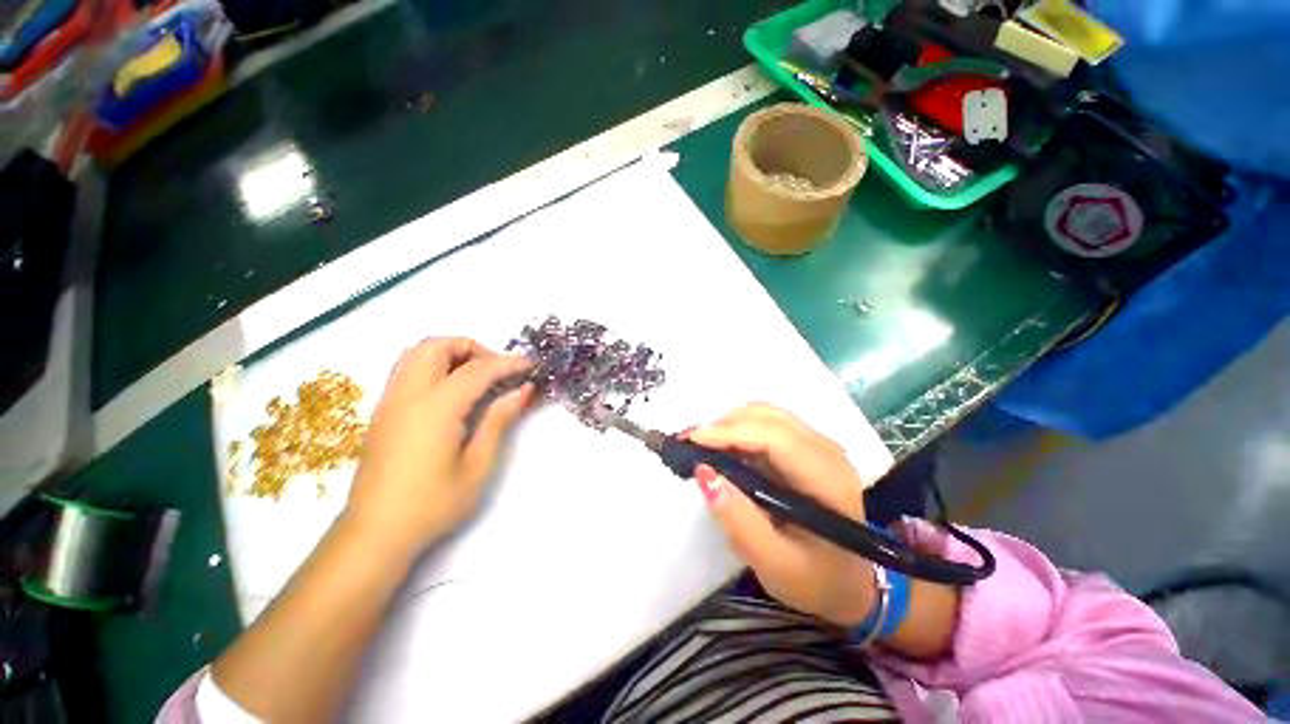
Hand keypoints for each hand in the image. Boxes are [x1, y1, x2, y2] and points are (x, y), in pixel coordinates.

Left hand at [343, 338, 533, 555]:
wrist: (375, 534)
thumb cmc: (433, 505)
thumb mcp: (478, 465)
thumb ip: (500, 420)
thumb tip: (523, 390)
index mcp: (435, 409)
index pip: (478, 370)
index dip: (509, 363)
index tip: (531, 365)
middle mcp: (407, 395)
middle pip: (437, 346)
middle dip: (473, 348)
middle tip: (497, 371)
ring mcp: (389, 402)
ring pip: (417, 353)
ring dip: (451, 354)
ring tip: (477, 377)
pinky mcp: (382, 412)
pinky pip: (407, 370)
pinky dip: (434, 366)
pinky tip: (453, 393)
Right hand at [689, 403, 876, 627]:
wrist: (850, 582)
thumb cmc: (815, 580)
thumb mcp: (773, 564)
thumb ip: (738, 520)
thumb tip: (703, 473)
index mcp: (828, 481)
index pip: (775, 438)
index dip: (730, 432)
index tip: (690, 441)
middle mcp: (827, 451)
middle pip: (768, 417)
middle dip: (722, 425)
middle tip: (687, 444)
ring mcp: (818, 445)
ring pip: (765, 414)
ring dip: (728, 424)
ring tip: (700, 446)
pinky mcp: (806, 446)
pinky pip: (766, 423)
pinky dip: (737, 429)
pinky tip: (720, 447)